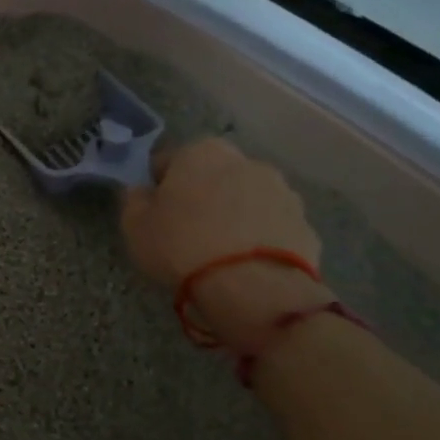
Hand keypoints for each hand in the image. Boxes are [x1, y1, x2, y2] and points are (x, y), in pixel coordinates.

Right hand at [120, 137, 329, 350]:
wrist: (252, 287)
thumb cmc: (182, 246)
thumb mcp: (134, 225)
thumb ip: (134, 200)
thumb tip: (142, 192)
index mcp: (201, 152)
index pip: (170, 161)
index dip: (158, 186)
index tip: (154, 212)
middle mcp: (246, 161)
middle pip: (214, 176)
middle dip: (202, 197)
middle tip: (186, 232)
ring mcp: (282, 192)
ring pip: (246, 200)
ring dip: (234, 216)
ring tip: (219, 253)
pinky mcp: (305, 225)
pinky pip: (271, 228)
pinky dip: (259, 240)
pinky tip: (244, 266)